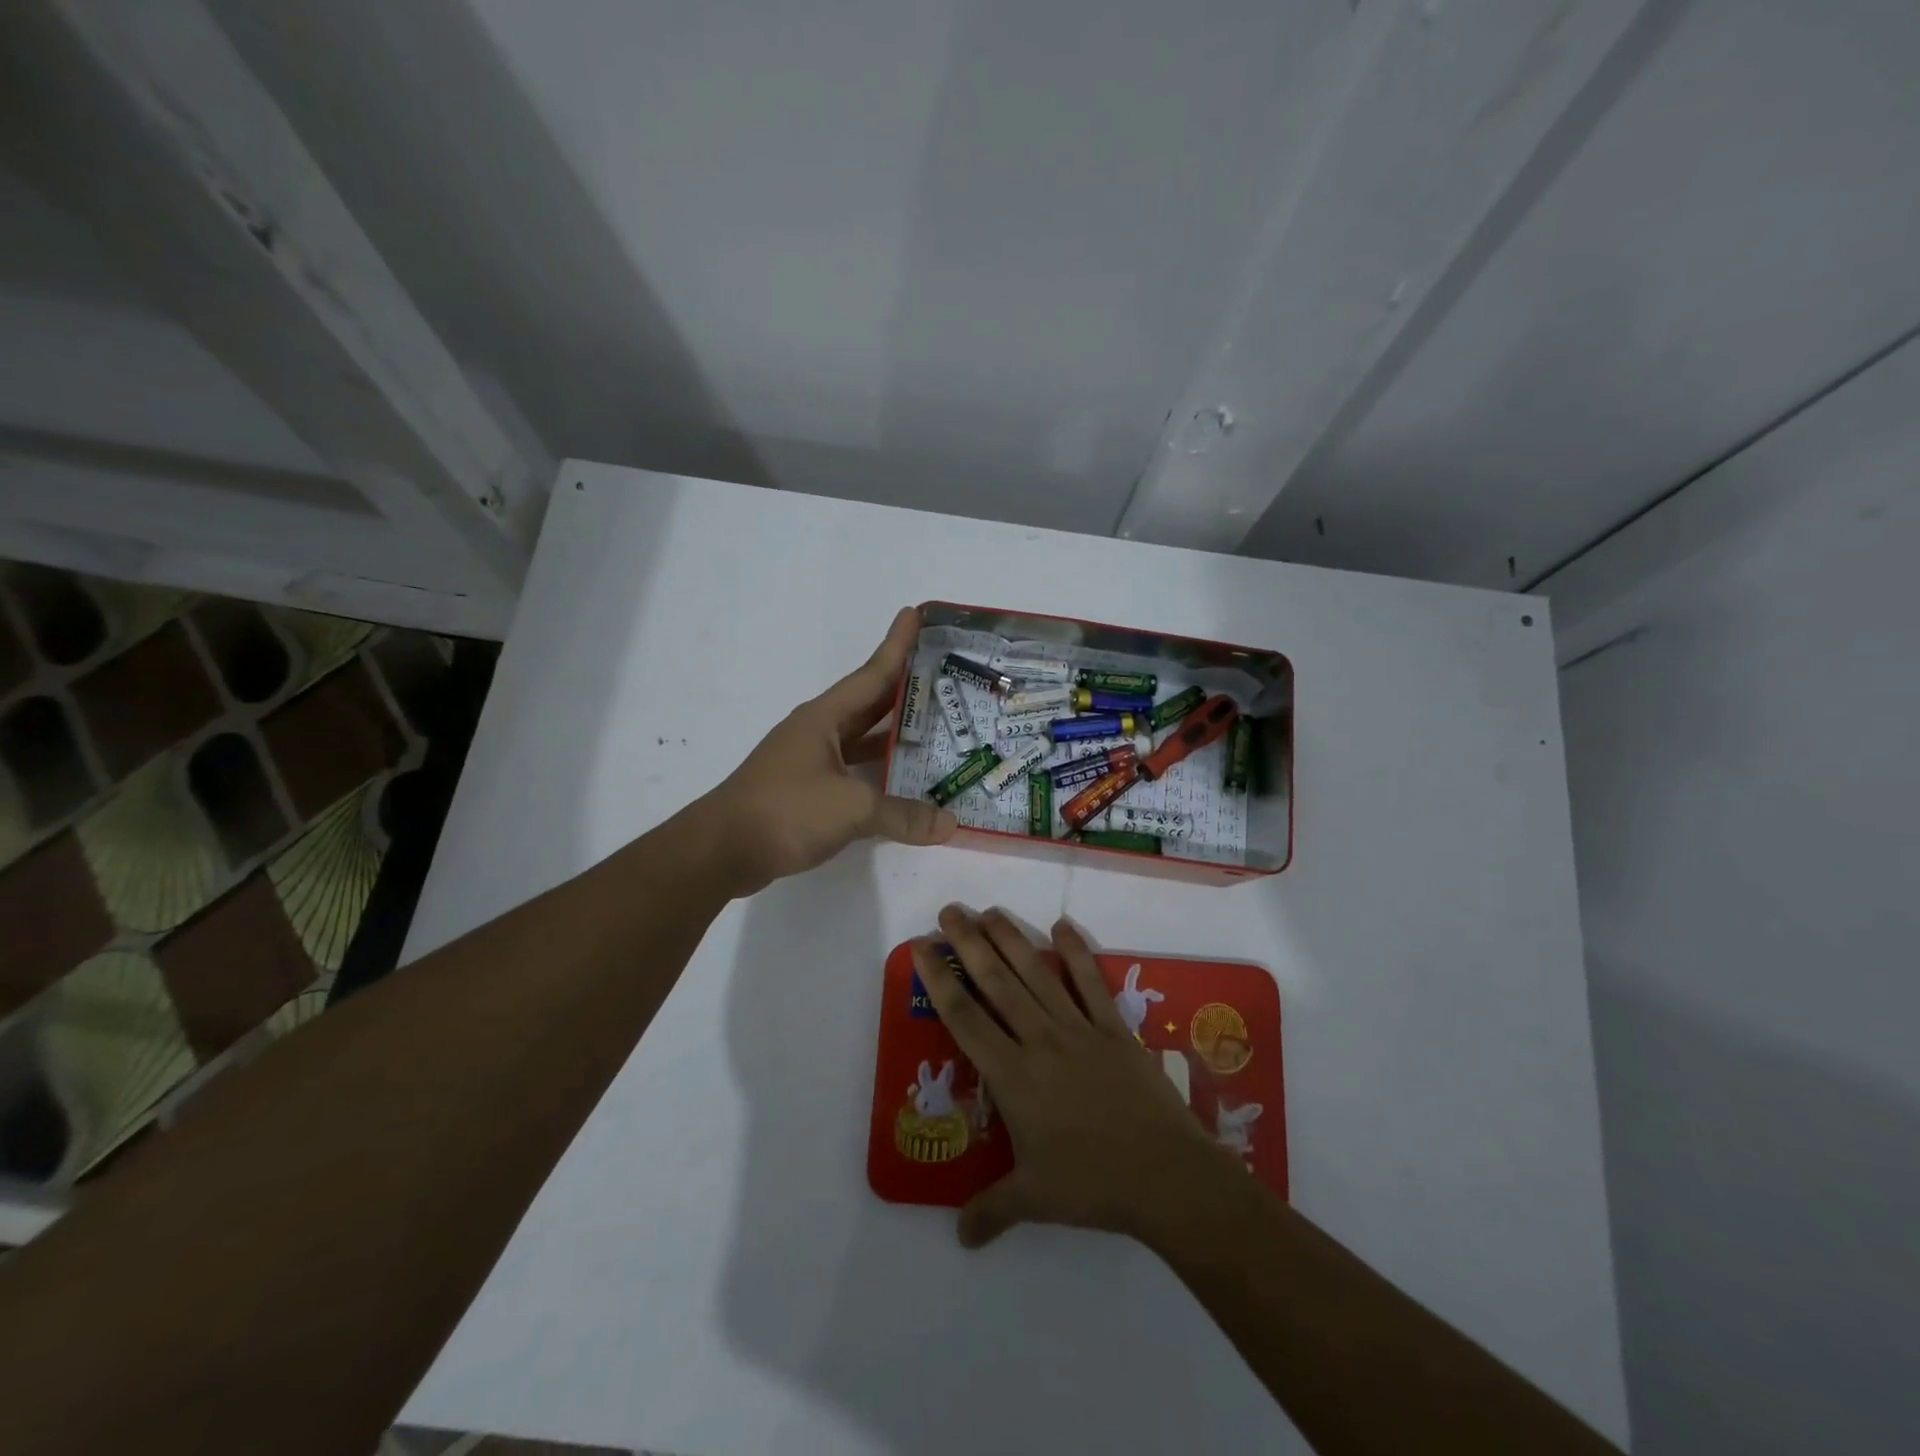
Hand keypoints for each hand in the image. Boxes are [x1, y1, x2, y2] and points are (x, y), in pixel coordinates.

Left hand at [704, 607, 957, 894]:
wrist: (722, 850)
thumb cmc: (784, 810)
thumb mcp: (851, 809)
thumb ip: (902, 815)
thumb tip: (950, 824)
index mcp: (824, 718)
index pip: (872, 674)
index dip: (897, 644)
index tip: (916, 614)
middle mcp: (818, 731)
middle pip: (870, 702)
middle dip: (905, 689)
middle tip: (944, 677)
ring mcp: (811, 761)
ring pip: (863, 739)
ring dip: (895, 734)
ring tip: (936, 729)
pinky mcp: (808, 790)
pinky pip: (855, 771)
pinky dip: (880, 772)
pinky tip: (904, 781)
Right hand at [912, 907, 1236, 1248]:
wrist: (1167, 1177)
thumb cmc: (1093, 1186)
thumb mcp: (1033, 1199)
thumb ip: (990, 1211)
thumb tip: (959, 1237)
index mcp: (1012, 1076)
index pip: (965, 1017)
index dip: (939, 979)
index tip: (922, 946)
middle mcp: (1039, 1040)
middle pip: (997, 981)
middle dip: (969, 943)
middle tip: (949, 910)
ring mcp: (1079, 1028)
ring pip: (1037, 973)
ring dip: (1011, 938)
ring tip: (989, 910)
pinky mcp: (1114, 1028)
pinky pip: (1091, 982)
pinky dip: (1077, 951)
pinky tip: (1063, 924)